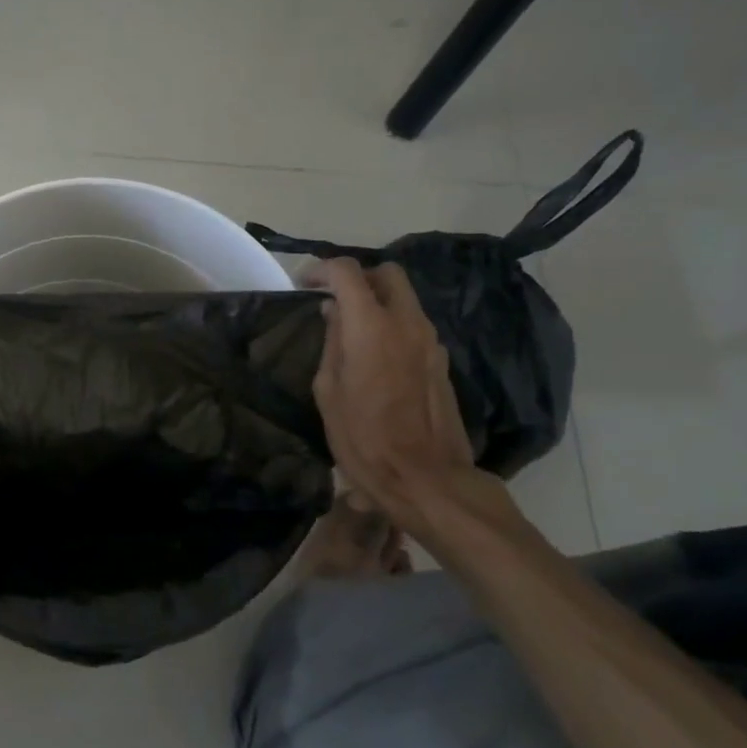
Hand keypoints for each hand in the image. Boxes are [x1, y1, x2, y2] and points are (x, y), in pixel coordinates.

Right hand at [311, 259, 512, 539]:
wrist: (426, 478)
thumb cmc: (364, 438)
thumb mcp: (329, 391)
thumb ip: (332, 343)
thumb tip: (334, 314)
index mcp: (371, 326)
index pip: (347, 272)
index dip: (321, 269)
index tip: (304, 283)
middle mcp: (406, 322)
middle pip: (387, 273)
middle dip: (358, 277)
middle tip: (334, 299)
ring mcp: (430, 341)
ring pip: (405, 298)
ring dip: (377, 301)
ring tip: (351, 329)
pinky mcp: (441, 360)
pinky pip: (414, 325)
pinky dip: (392, 324)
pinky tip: (375, 354)